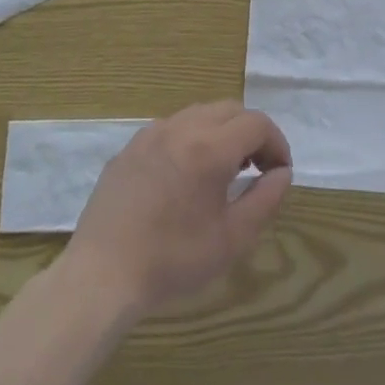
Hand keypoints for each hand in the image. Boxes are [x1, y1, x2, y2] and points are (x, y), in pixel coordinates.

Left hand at [67, 101, 292, 318]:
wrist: (102, 275)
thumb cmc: (173, 260)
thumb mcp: (232, 238)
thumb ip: (265, 199)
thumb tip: (282, 173)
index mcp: (210, 148)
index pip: (257, 123)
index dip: (277, 143)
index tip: (279, 172)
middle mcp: (181, 128)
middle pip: (230, 110)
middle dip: (251, 132)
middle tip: (256, 168)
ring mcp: (150, 134)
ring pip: (199, 113)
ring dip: (221, 131)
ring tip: (223, 170)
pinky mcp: (129, 148)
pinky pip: (170, 128)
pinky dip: (190, 138)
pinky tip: (185, 175)